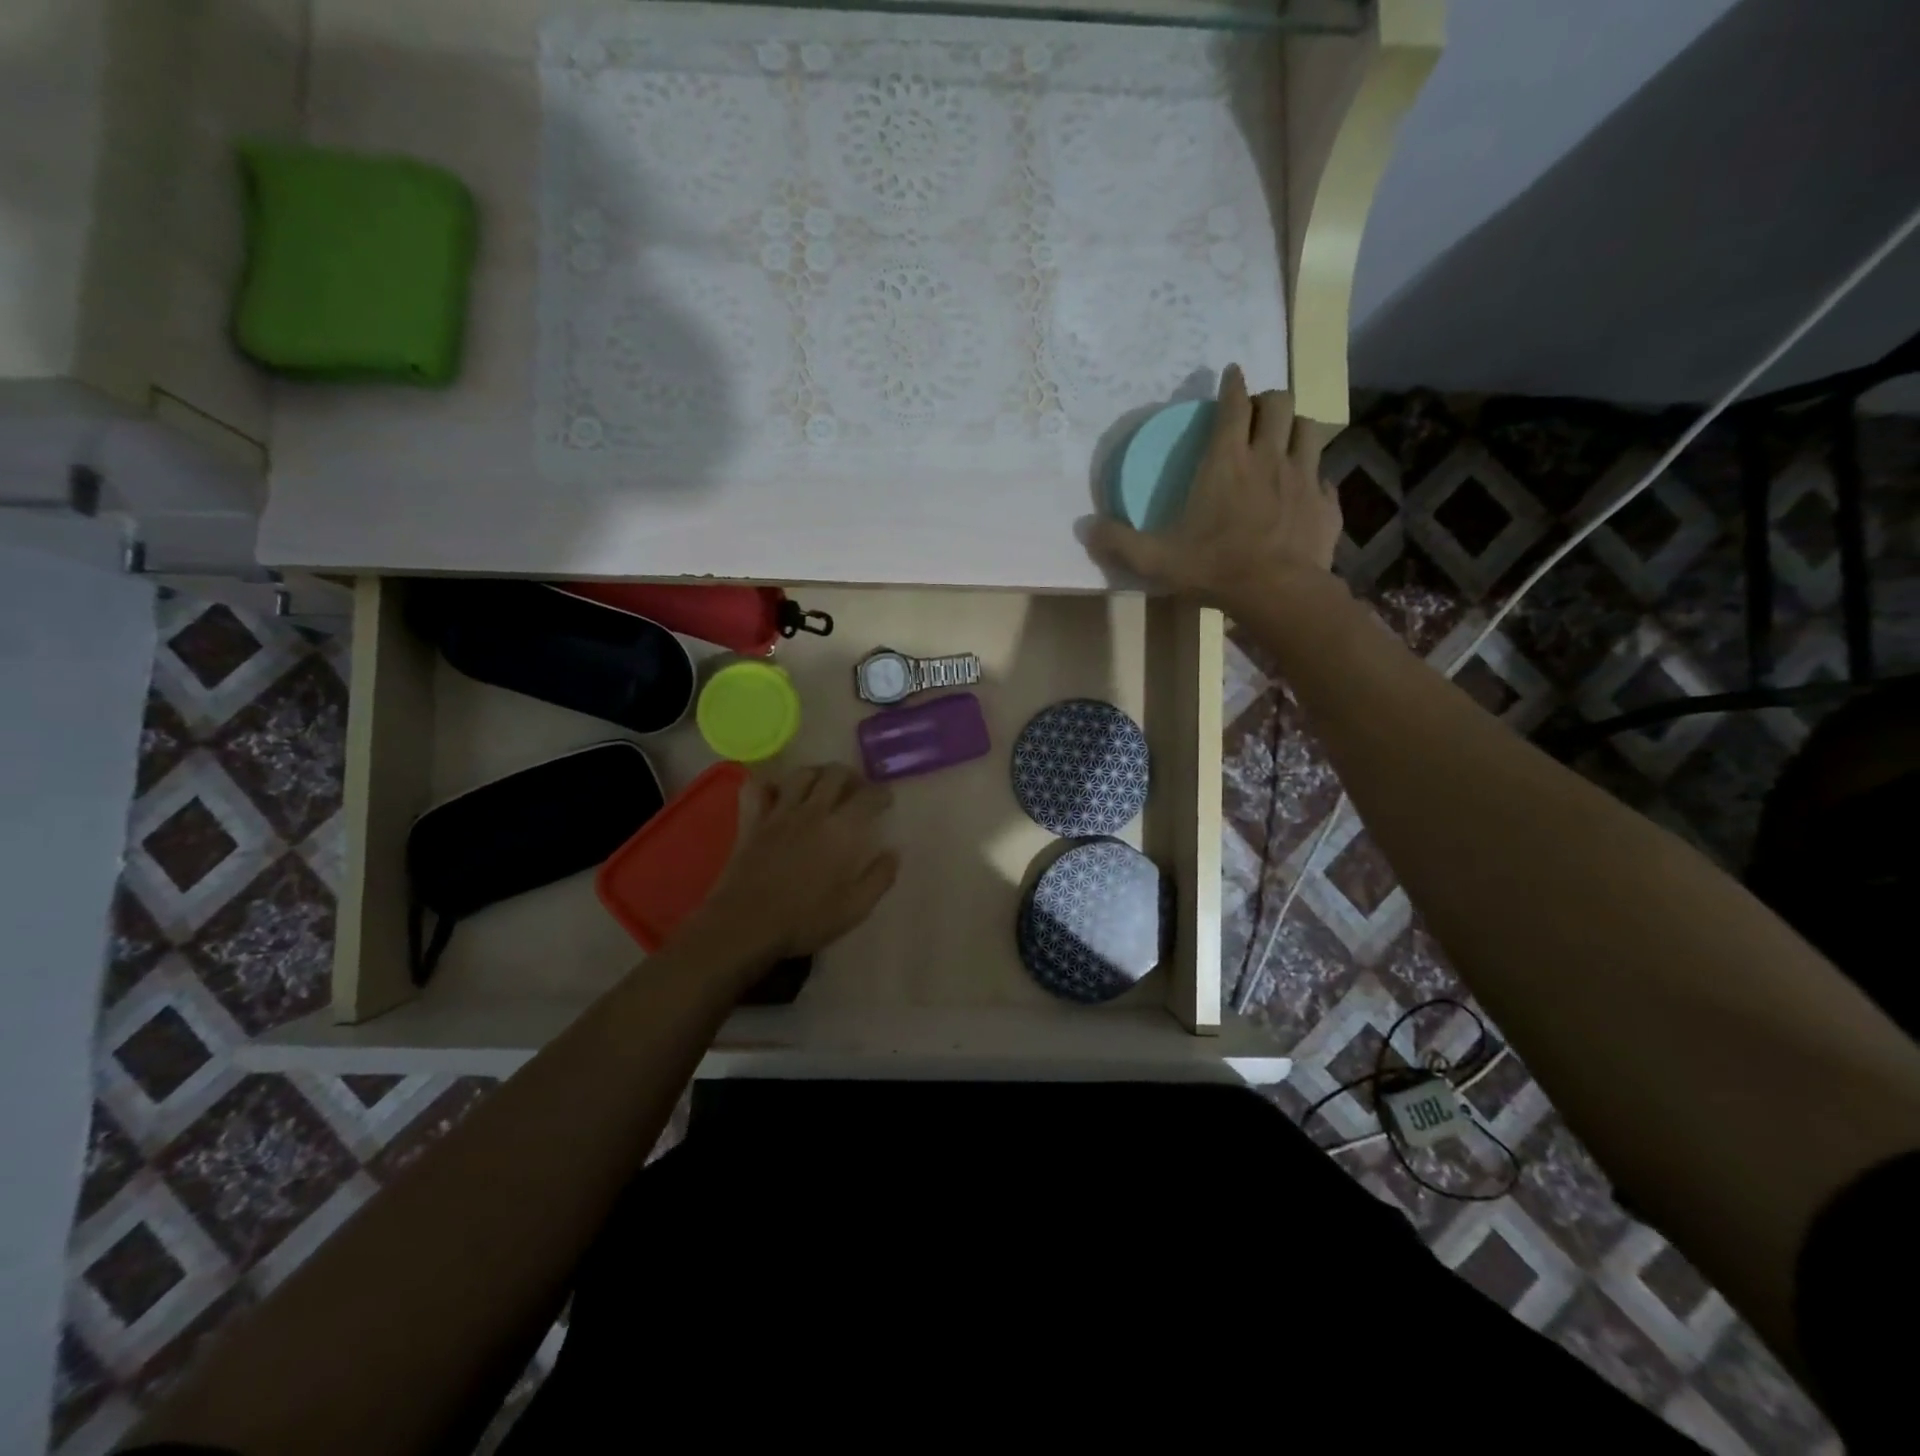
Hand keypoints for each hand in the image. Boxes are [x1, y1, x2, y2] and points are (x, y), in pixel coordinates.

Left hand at [682, 764, 897, 970]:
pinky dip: (769, 784)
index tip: (886, 800)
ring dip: (817, 773)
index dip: (881, 794)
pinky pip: (757, 788)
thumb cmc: (804, 920)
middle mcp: (812, 812)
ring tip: (823, 784)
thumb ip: (879, 878)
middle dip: (851, 776)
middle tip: (857, 789)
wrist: (745, 926)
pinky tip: (777, 792)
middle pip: (835, 774)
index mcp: (841, 831)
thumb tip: (893, 853)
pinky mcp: (751, 821)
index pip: (868, 797)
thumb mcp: (854, 909)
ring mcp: (779, 813)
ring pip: (801, 774)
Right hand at [1086, 364, 1340, 613]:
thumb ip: (1119, 542)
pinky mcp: (1326, 503)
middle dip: (1267, 399)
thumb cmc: (1215, 568)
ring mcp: (1304, 477)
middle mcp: (1269, 457)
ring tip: (1284, 440)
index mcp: (1226, 461)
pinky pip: (1324, 477)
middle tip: (1255, 412)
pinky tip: (1304, 491)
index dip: (1232, 384)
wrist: (1278, 593)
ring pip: (1308, 429)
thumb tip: (1085, 527)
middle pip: (1279, 403)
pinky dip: (1314, 477)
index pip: (1233, 404)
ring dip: (1295, 428)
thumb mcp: (1156, 559)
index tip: (1231, 374)